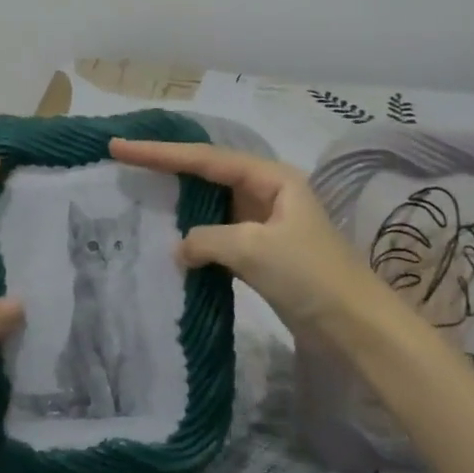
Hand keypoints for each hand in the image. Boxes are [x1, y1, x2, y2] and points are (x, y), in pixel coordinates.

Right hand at [109, 138, 393, 344]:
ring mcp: (263, 223)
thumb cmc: (309, 275)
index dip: (159, 152)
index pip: (205, 158)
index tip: (119, 147)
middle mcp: (266, 191)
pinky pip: (217, 234)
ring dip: (178, 201)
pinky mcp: (260, 252)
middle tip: (122, 160)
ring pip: (211, 204)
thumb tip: (181, 248)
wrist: (354, 325)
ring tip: (137, 193)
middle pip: (206, 173)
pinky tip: (169, 239)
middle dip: (166, 167)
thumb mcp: (253, 248)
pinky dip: (193, 236)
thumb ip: (207, 239)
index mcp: (270, 177)